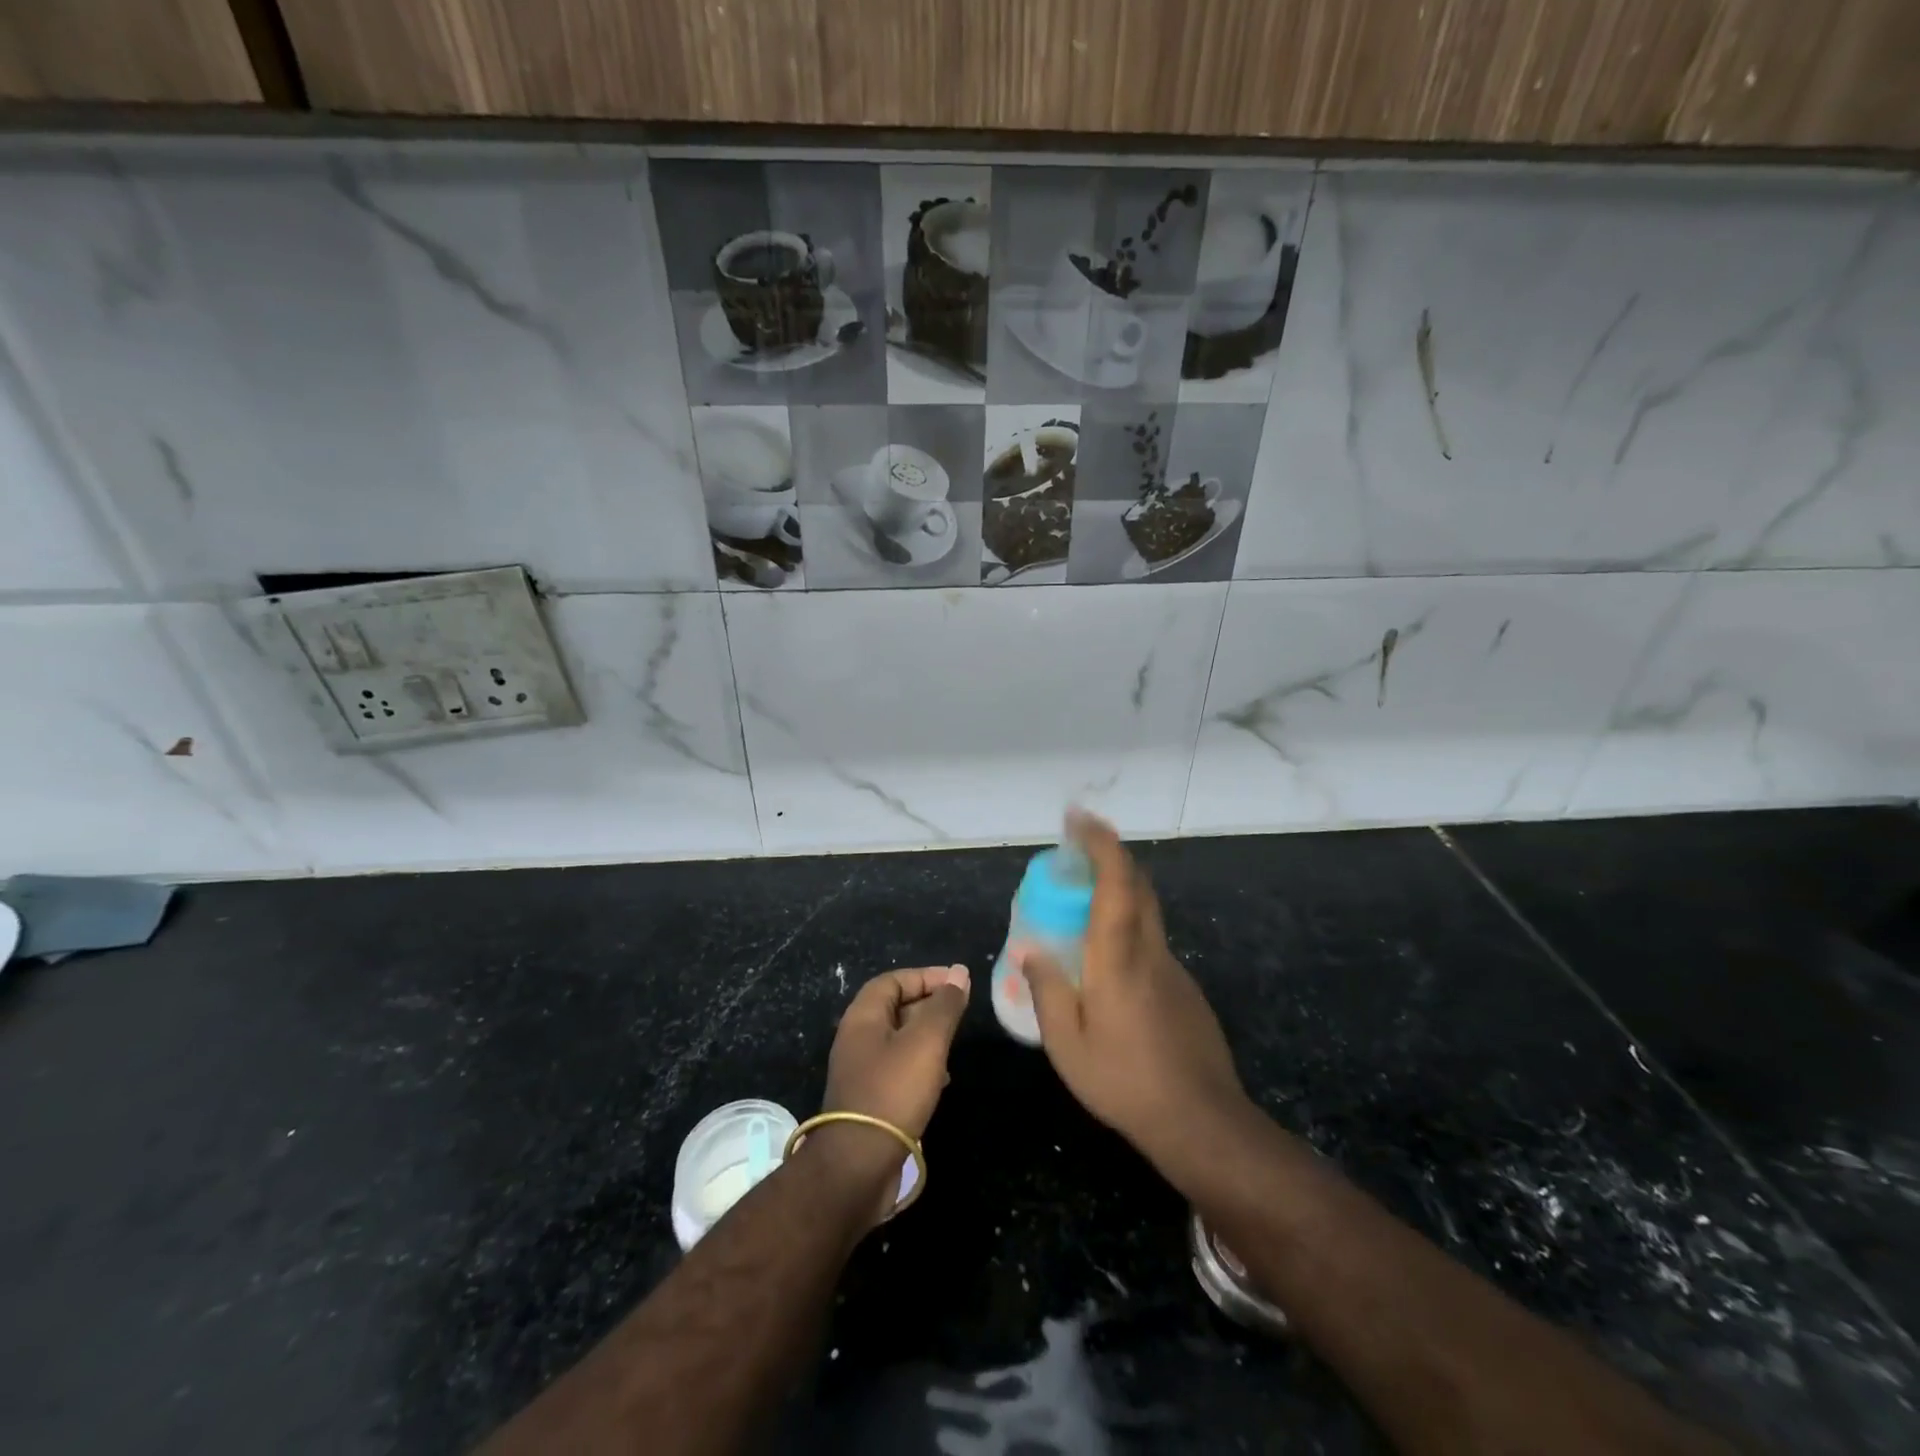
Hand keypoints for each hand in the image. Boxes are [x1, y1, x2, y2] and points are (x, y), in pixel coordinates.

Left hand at [823, 964, 970, 1136]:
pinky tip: (941, 1078)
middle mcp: (857, 1038)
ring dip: (927, 1035)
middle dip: (928, 1004)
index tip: (958, 984)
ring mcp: (861, 1071)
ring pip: (898, 1039)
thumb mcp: (926, 1042)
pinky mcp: (869, 1100)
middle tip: (960, 1012)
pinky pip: (897, 1068)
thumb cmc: (893, 1092)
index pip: (894, 980)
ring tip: (954, 1043)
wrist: (858, 1166)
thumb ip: (944, 1006)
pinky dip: (921, 1063)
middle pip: (894, 1007)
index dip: (926, 976)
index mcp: (862, 1017)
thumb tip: (960, 972)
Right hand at [1015, 811, 1246, 1174]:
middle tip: (1076, 850)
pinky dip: (1127, 925)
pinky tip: (1107, 961)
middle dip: (1109, 854)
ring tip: (1082, 903)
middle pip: (1138, 884)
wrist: (1201, 1121)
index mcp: (1118, 957)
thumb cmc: (1125, 1081)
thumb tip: (1031, 952)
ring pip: (1146, 911)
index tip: (1079, 818)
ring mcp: (1173, 968)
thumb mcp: (1067, 1045)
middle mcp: (1149, 950)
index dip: (1100, 843)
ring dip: (1118, 890)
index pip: (1116, 881)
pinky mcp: (1184, 988)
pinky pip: (1151, 940)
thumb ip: (1046, 991)